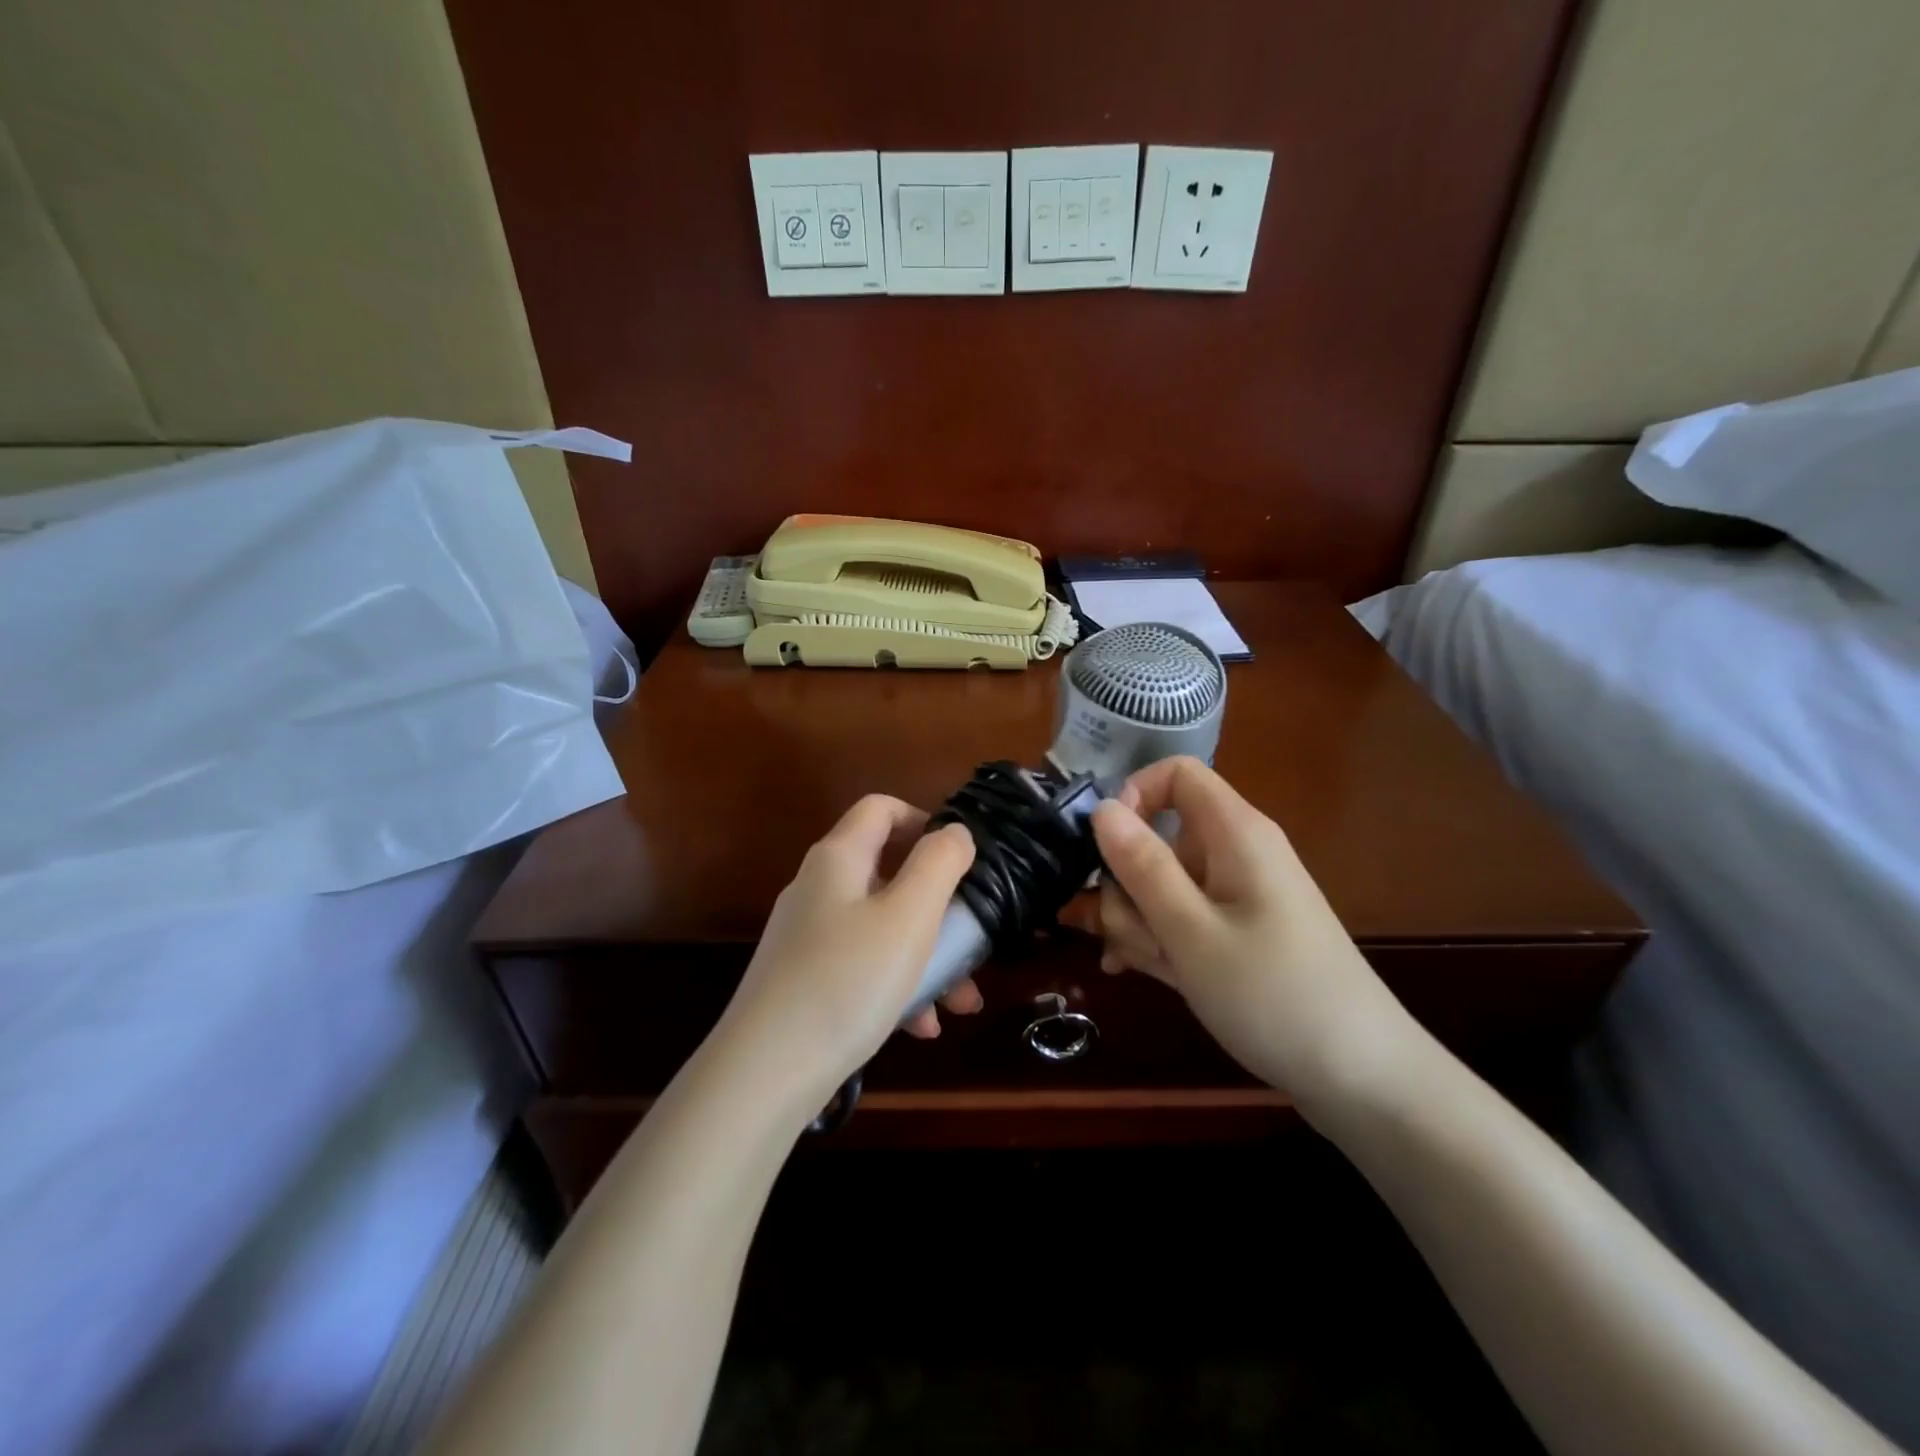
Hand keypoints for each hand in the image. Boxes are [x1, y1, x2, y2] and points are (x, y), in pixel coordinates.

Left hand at [714, 795, 978, 1110]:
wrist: (764, 1074)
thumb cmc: (847, 981)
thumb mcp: (909, 916)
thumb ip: (939, 863)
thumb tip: (955, 832)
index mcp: (838, 859)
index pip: (880, 808)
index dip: (923, 819)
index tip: (960, 857)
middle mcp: (818, 888)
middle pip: (888, 874)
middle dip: (938, 907)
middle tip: (972, 940)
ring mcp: (807, 937)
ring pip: (882, 928)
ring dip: (926, 956)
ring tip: (962, 1002)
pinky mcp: (804, 980)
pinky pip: (862, 966)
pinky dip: (896, 985)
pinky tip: (921, 1027)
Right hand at [1062, 757, 1414, 1106]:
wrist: (1362, 1079)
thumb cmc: (1272, 995)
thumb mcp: (1191, 931)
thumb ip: (1141, 865)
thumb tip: (1102, 806)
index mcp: (1235, 833)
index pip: (1176, 774)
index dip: (1133, 797)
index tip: (1105, 848)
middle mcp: (1235, 853)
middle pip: (1159, 837)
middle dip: (1126, 883)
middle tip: (1123, 934)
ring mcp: (1236, 896)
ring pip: (1162, 884)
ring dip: (1137, 920)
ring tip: (1142, 965)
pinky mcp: (1235, 933)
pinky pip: (1181, 917)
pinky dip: (1157, 938)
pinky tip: (1138, 972)